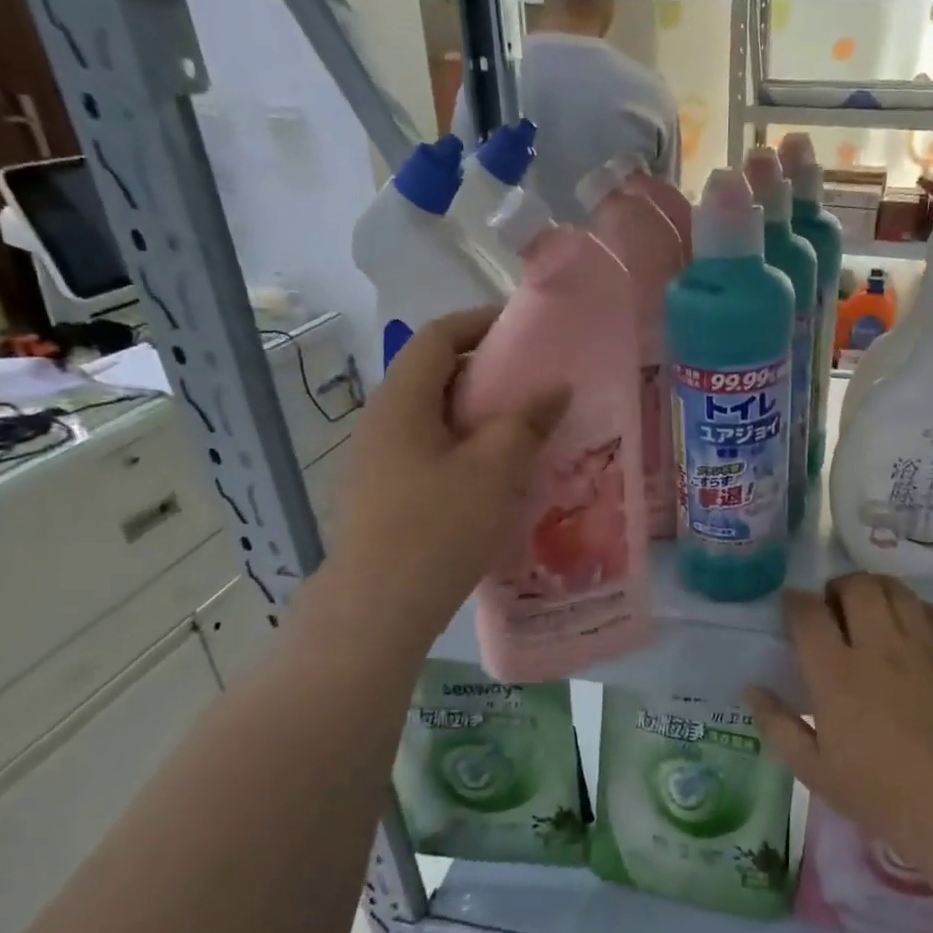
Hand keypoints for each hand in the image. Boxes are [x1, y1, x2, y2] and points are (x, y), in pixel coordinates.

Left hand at [307, 307, 565, 645]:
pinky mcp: (383, 496)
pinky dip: (464, 449)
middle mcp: (381, 422)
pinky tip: (495, 477)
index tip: (524, 329)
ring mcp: (377, 461)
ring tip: (524, 430)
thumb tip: (555, 387)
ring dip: (477, 415)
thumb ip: (525, 422)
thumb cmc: (436, 528)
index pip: (437, 337)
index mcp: (401, 402)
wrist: (376, 610)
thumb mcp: (492, 470)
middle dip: (485, 372)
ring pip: (433, 418)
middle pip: (434, 376)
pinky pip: (428, 452)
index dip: (479, 323)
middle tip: (535, 384)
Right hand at [744, 573, 932, 882]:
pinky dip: (915, 608)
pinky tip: (911, 627)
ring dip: (875, 589)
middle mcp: (879, 646)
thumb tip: (751, 688)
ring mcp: (924, 646)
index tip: (791, 606)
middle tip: (833, 607)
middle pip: (856, 587)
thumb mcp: (816, 771)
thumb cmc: (884, 795)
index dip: (794, 601)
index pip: (808, 614)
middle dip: (837, 587)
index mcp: (837, 673)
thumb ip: (778, 725)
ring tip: (870, 608)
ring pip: (896, 590)